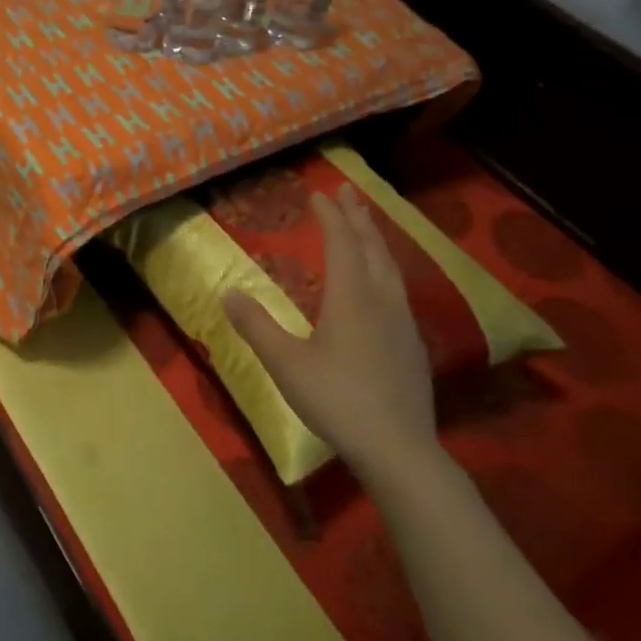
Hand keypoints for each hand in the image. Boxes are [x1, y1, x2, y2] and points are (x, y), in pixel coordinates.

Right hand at [221, 188, 436, 483]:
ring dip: (376, 240)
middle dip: (359, 218)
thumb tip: (228, 292)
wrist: (398, 449)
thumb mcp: (285, 364)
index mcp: (352, 299)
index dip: (331, 217)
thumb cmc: (337, 401)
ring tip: (367, 226)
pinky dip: (385, 269)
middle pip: (373, 248)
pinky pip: (398, 289)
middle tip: (349, 192)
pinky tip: (382, 285)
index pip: (342, 244)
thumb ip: (256, 326)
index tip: (320, 194)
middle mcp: (382, 301)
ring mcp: (403, 323)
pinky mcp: (412, 345)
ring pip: (391, 268)